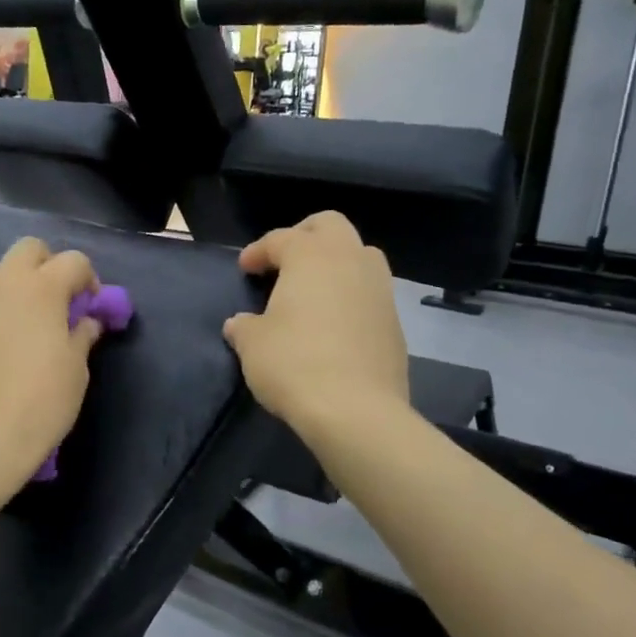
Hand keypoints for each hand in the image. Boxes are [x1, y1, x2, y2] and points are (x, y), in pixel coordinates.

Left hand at [0, 238, 103, 478]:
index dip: (89, 279)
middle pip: (28, 250)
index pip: (73, 261)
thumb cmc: (41, 401)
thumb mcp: (76, 369)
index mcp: (40, 289)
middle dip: (47, 266)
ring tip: (22, 327)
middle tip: (57, 302)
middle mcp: (2, 285)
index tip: (91, 306)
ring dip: (13, 290)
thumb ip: (82, 335)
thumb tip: (84, 321)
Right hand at [223, 213, 410, 435]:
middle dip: (304, 236)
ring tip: (312, 290)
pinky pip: (370, 293)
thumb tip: (240, 324)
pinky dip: (350, 296)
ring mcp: (379, 289)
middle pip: (330, 226)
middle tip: (283, 261)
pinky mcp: (395, 322)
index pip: (280, 238)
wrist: (355, 410)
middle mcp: (350, 261)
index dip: (257, 251)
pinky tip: (333, 324)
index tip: (244, 269)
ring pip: (359, 255)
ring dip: (334, 263)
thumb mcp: (253, 344)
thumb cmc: (294, 363)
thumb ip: (244, 326)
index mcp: (311, 256)